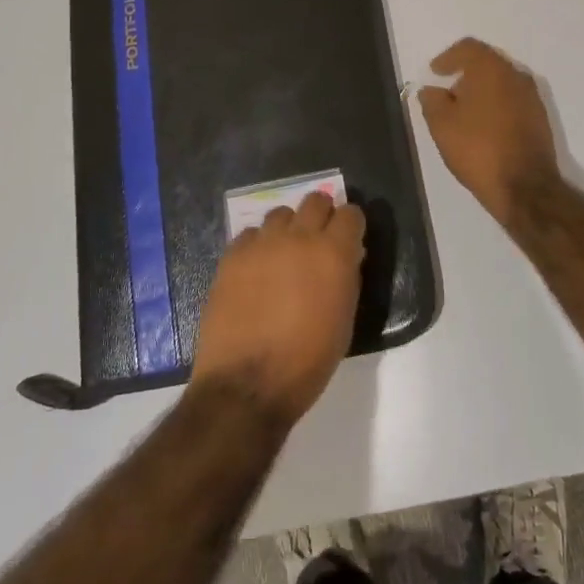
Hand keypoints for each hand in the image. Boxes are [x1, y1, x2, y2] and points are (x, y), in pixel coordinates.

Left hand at [191, 192, 365, 425]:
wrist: (247, 383)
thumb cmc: (308, 361)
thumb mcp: (344, 321)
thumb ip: (346, 278)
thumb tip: (346, 256)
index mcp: (333, 253)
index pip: (351, 213)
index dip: (351, 225)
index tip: (349, 239)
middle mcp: (299, 237)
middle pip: (315, 200)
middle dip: (322, 215)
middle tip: (318, 241)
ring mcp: (262, 243)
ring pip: (281, 214)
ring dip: (288, 229)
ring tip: (284, 255)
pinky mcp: (232, 255)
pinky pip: (250, 235)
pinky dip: (258, 246)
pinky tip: (256, 271)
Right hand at [417, 38, 560, 226]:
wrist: (524, 187)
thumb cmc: (478, 148)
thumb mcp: (441, 125)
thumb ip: (432, 101)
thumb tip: (431, 90)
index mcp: (491, 69)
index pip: (468, 48)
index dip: (448, 57)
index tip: (435, 72)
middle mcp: (516, 75)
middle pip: (487, 63)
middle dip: (465, 75)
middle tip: (448, 94)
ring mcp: (532, 97)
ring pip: (502, 83)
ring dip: (482, 92)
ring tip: (464, 114)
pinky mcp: (540, 119)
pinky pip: (513, 101)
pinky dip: (497, 106)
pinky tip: (484, 127)